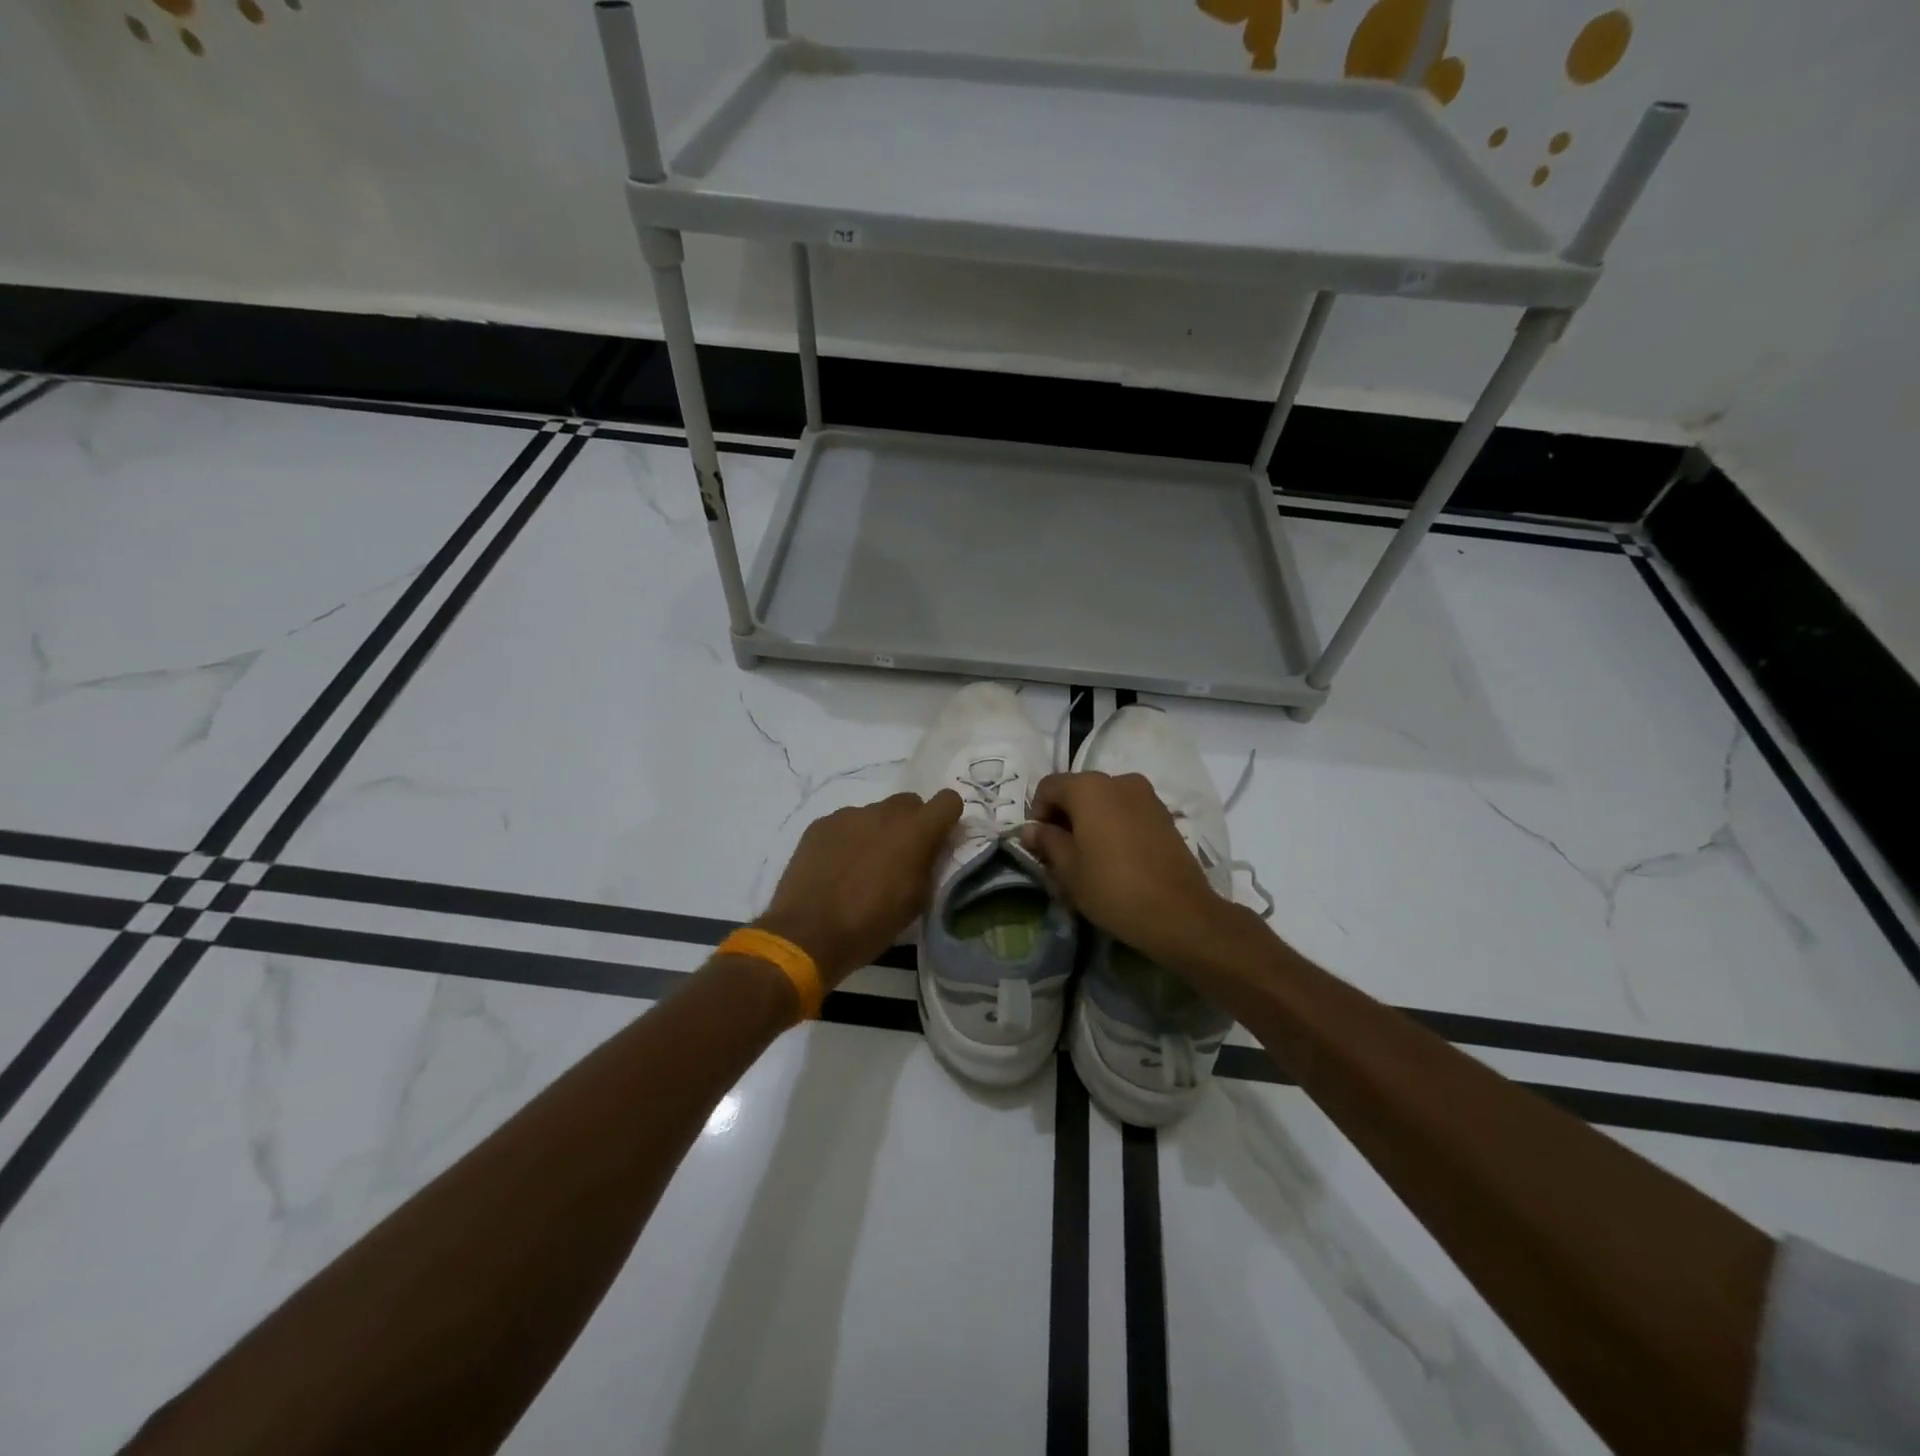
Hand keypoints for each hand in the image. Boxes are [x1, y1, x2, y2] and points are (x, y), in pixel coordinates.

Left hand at [757, 790, 962, 985]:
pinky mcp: (821, 824)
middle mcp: (883, 813)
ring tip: (862, 867)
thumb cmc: (871, 925)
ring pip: (875, 814)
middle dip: (911, 824)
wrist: (807, 934)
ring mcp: (848, 815)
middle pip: (909, 803)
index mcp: (915, 832)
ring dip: (877, 832)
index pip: (948, 800)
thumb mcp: (916, 901)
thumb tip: (932, 846)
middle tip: (900, 857)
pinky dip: (848, 839)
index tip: (939, 839)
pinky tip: (836, 868)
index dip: (947, 818)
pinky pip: (845, 824)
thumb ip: (929, 864)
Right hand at [1022, 771, 1235, 966]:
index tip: (1040, 845)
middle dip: (1064, 816)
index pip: (1048, 787)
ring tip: (1090, 856)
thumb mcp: (1068, 868)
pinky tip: (1116, 856)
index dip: (1037, 813)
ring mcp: (1146, 794)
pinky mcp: (1164, 813)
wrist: (1179, 912)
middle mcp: (1118, 780)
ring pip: (1104, 800)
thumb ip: (1046, 841)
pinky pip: (1126, 810)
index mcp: (1088, 787)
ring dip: (1090, 820)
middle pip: (1078, 790)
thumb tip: (1031, 829)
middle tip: (1061, 853)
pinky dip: (1114, 824)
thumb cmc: (1112, 887)